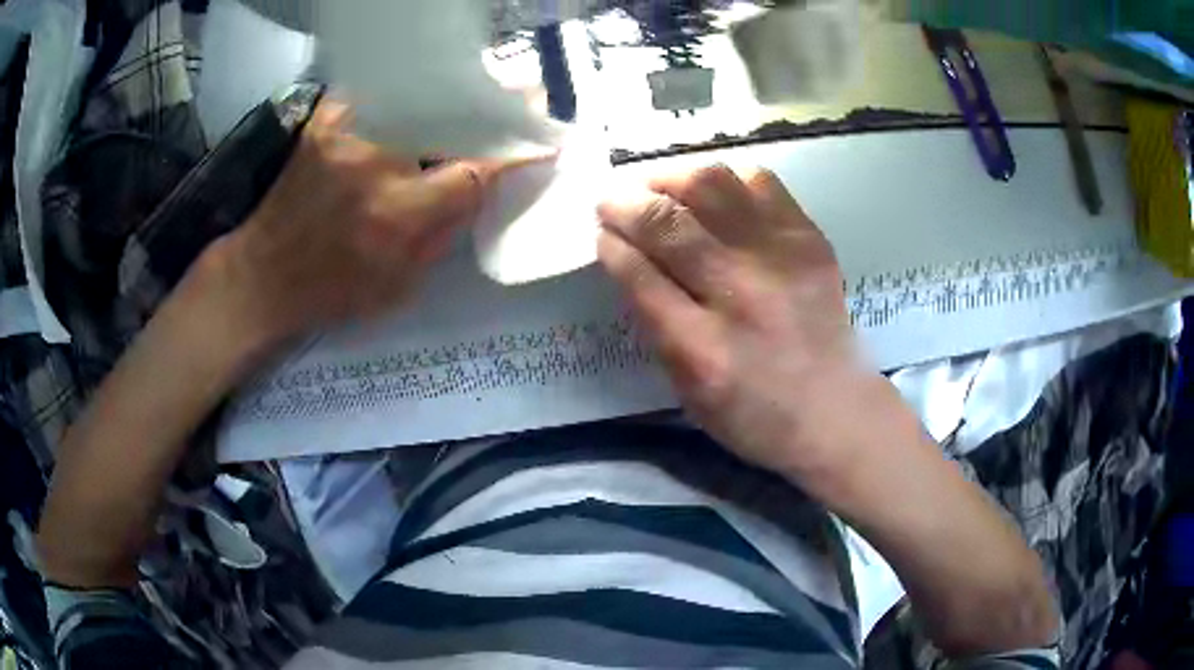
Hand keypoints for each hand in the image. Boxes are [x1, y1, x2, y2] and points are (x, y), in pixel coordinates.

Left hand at [210, 100, 503, 347]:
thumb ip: (445, 231)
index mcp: (399, 213)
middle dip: (496, 104)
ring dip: (457, 93)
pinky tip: (424, 96)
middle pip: (453, 115)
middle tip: (526, 95)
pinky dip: (410, 90)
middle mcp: (376, 161)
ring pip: (420, 94)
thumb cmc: (333, 291)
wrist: (263, 274)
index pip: (476, 167)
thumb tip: (481, 185)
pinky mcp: (326, 118)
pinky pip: (381, 90)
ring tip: (481, 92)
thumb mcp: (402, 285)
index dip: (513, 151)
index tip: (542, 139)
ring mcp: (347, 131)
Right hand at [598, 167, 1059, 655]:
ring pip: (735, 196)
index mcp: (721, 356)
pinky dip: (748, 180)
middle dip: (642, 202)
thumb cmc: (778, 437)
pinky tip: (731, 183)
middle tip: (619, 190)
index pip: (651, 277)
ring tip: (670, 175)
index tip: (599, 224)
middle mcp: (759, 305)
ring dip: (693, 179)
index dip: (619, 243)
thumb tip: (643, 281)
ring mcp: (802, 273)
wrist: (859, 432)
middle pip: (687, 229)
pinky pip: (782, 197)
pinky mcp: (829, 257)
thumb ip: (672, 340)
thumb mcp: (707, 409)